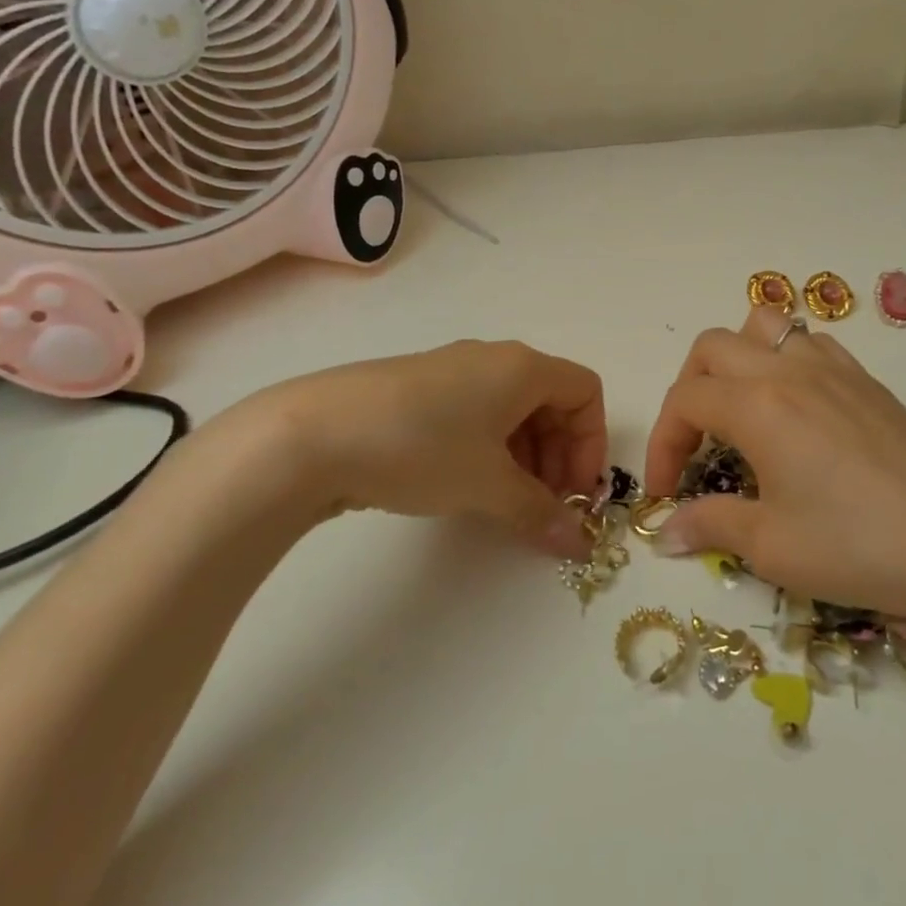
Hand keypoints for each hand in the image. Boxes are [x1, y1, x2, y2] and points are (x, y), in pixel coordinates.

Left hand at [213, 340, 605, 556]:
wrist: (313, 434)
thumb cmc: (422, 447)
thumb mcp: (488, 484)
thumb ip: (539, 513)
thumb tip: (577, 545)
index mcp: (522, 367)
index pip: (585, 391)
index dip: (591, 443)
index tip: (573, 491)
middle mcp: (494, 360)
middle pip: (552, 401)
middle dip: (559, 455)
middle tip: (543, 505)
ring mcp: (453, 372)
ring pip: (513, 411)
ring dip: (525, 457)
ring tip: (506, 503)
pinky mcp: (419, 391)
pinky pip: (477, 415)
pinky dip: (489, 450)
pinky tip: (466, 485)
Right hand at [644, 306, 905, 642]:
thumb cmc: (860, 547)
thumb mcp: (773, 547)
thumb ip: (711, 525)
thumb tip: (666, 531)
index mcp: (758, 404)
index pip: (685, 399)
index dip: (663, 443)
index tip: (666, 492)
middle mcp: (790, 370)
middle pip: (713, 347)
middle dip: (689, 390)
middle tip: (697, 446)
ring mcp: (835, 369)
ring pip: (766, 327)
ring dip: (737, 361)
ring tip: (741, 413)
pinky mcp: (868, 381)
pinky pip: (811, 344)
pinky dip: (785, 361)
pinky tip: (798, 411)